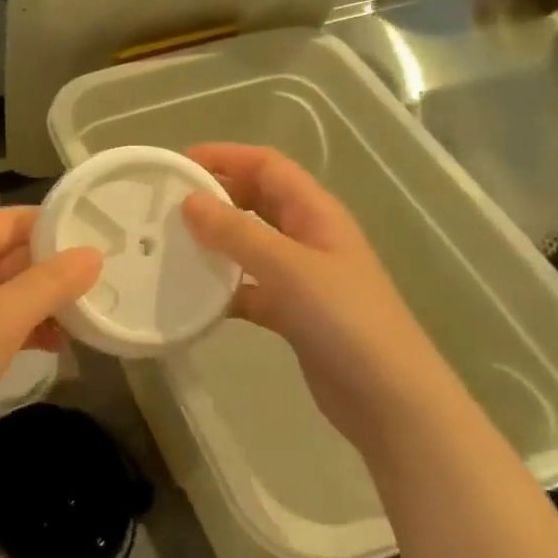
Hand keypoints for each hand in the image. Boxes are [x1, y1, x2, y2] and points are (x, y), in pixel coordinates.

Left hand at [0, 207, 100, 458]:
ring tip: (92, 311)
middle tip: (106, 273)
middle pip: (13, 254)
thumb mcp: (4, 316)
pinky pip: (3, 324)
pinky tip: (60, 344)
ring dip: (46, 300)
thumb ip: (51, 283)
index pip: (10, 219)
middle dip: (54, 264)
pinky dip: (31, 328)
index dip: (49, 220)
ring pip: (11, 292)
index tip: (95, 229)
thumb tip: (94, 254)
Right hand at [180, 144, 448, 445]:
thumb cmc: (344, 320)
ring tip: (171, 243)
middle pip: (258, 199)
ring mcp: (302, 277)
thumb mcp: (287, 268)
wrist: (389, 400)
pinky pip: (250, 287)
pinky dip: (224, 288)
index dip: (226, 156)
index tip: (178, 163)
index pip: (267, 166)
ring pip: (251, 244)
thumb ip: (236, 233)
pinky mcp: (293, 313)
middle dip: (217, 195)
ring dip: (217, 240)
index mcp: (316, 213)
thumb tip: (189, 200)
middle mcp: (309, 237)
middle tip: (168, 204)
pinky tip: (193, 297)